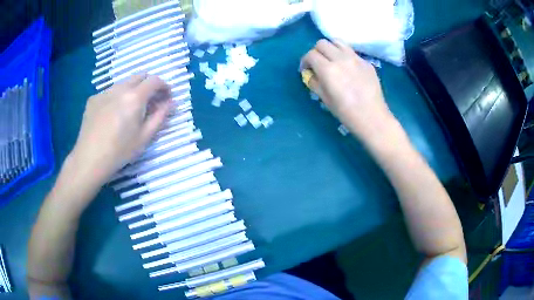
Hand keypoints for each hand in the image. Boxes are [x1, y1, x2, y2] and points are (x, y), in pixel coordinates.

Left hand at [69, 74, 171, 187]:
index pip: (155, 80)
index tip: (167, 97)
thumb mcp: (144, 137)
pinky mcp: (93, 98)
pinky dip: (117, 97)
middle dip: (149, 84)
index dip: (164, 86)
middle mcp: (120, 88)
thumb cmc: (120, 151)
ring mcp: (104, 92)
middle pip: (139, 76)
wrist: (89, 159)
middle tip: (150, 101)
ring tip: (130, 109)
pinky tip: (112, 114)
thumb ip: (160, 116)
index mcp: (135, 97)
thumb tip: (172, 103)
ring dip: (132, 90)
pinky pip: (110, 91)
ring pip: (124, 82)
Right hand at [301, 39, 394, 142]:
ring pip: (337, 42)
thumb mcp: (325, 99)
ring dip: (331, 48)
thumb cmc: (346, 112)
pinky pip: (351, 52)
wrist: (372, 117)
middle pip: (322, 43)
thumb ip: (314, 82)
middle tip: (318, 64)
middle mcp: (341, 59)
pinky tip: (348, 68)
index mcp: (328, 69)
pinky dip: (345, 55)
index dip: (305, 61)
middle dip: (316, 52)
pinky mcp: (366, 62)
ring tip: (332, 59)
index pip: (310, 54)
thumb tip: (310, 74)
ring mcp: (356, 58)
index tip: (306, 70)